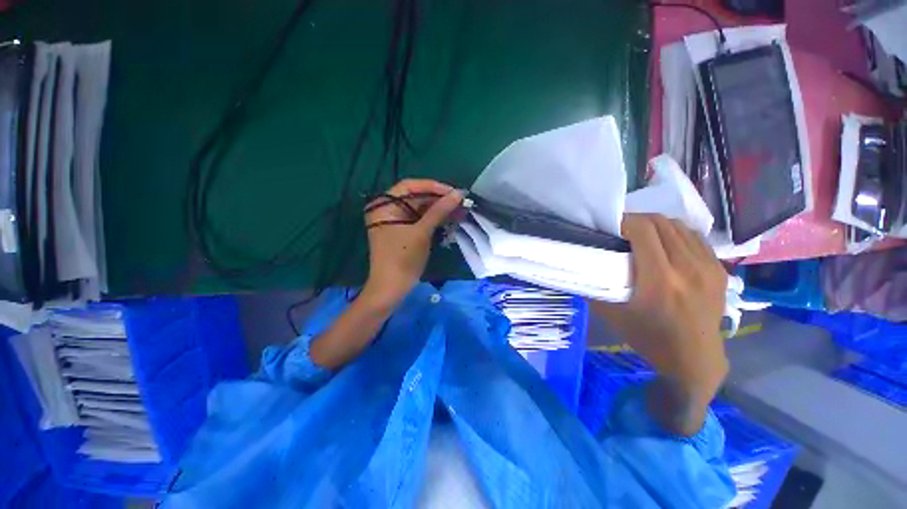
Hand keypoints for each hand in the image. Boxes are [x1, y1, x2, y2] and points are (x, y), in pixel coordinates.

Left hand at [362, 179, 462, 306]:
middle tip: (460, 203)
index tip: (453, 192)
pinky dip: (435, 220)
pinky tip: (450, 220)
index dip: (433, 187)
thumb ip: (439, 210)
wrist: (392, 288)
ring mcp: (396, 222)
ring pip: (421, 210)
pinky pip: (421, 221)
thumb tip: (458, 194)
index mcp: (384, 205)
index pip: (410, 186)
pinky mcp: (404, 232)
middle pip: (416, 198)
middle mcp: (388, 210)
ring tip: (460, 212)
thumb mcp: (422, 232)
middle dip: (439, 200)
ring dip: (440, 211)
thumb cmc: (403, 258)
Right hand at [589, 214, 727, 433]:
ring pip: (679, 226)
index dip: (624, 220)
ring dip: (657, 225)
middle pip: (661, 223)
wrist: (694, 358)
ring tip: (642, 235)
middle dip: (637, 219)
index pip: (643, 230)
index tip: (610, 226)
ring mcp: (708, 266)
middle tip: (622, 229)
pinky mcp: (719, 269)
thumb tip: (580, 267)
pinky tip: (665, 245)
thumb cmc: (648, 337)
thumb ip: (594, 287)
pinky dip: (675, 234)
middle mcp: (688, 267)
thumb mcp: (611, 314)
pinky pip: (694, 237)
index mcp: (660, 279)